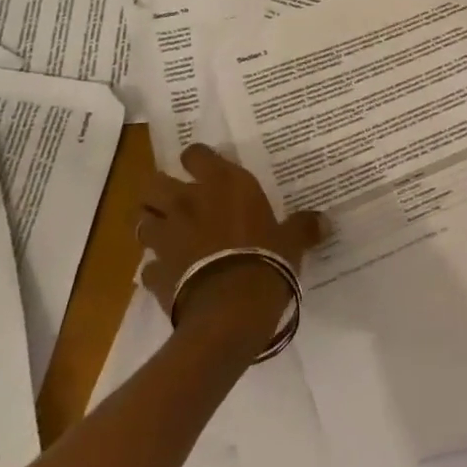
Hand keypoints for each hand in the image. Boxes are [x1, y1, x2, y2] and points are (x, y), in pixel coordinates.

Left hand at [137, 144, 323, 356]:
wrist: (230, 312)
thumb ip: (303, 227)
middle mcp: (187, 203)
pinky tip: (171, 276)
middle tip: (179, 202)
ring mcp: (165, 238)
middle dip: (161, 191)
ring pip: (142, 220)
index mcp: (222, 184)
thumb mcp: (292, 241)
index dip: (197, 160)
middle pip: (155, 183)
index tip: (205, 169)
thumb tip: (324, 221)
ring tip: (169, 235)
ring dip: (153, 225)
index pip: (195, 153)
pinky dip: (156, 269)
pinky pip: (147, 267)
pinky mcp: (154, 273)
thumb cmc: (266, 261)